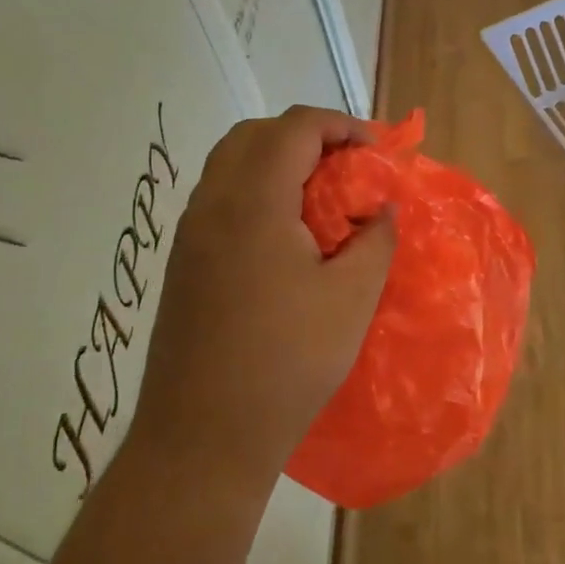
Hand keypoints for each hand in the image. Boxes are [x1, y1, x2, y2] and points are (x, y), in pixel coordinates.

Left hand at [127, 107, 396, 508]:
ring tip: (321, 197)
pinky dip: (257, 191)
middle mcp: (212, 204)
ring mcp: (189, 234)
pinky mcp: (182, 262)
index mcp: (253, 202)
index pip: (296, 127)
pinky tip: (287, 235)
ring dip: (279, 162)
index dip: (342, 126)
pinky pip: (220, 198)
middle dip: (308, 136)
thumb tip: (382, 208)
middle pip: (256, 135)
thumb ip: (375, 240)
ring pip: (232, 164)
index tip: (377, 152)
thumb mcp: (351, 298)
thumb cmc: (287, 362)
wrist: (202, 437)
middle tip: (348, 167)